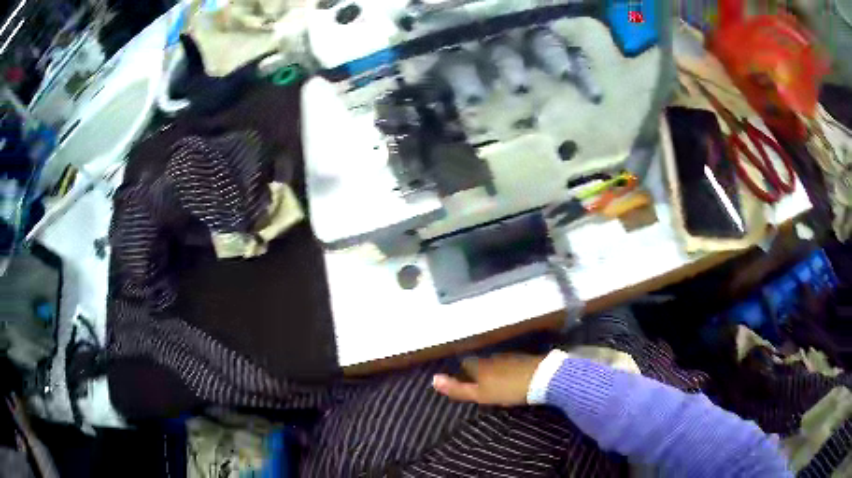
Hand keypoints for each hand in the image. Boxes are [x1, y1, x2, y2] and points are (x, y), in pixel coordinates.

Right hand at [432, 353, 545, 405]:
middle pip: (481, 362)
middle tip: (478, 382)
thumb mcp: (480, 394)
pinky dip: (509, 370)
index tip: (462, 378)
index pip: (466, 363)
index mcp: (481, 365)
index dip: (463, 370)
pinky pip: (512, 364)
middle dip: (479, 370)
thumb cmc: (508, 389)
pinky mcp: (526, 360)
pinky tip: (513, 378)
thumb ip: (458, 388)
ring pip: (497, 362)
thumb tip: (433, 379)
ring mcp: (511, 357)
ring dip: (494, 370)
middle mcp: (494, 358)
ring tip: (495, 381)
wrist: (543, 379)